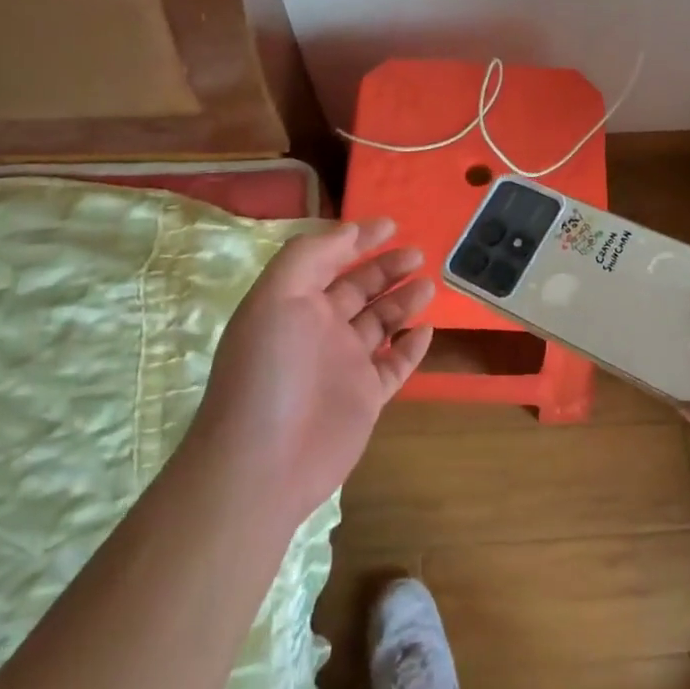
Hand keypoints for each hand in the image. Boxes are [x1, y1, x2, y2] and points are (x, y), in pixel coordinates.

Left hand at [188, 219, 434, 525]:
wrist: (262, 464)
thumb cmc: (268, 370)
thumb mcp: (277, 296)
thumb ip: (310, 255)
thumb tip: (348, 232)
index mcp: (294, 302)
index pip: (330, 259)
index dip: (358, 239)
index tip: (390, 224)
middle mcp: (319, 329)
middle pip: (360, 288)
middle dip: (387, 268)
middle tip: (417, 254)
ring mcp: (343, 365)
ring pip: (381, 323)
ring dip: (403, 302)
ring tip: (427, 287)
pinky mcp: (365, 398)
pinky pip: (395, 366)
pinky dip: (411, 348)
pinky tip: (425, 331)